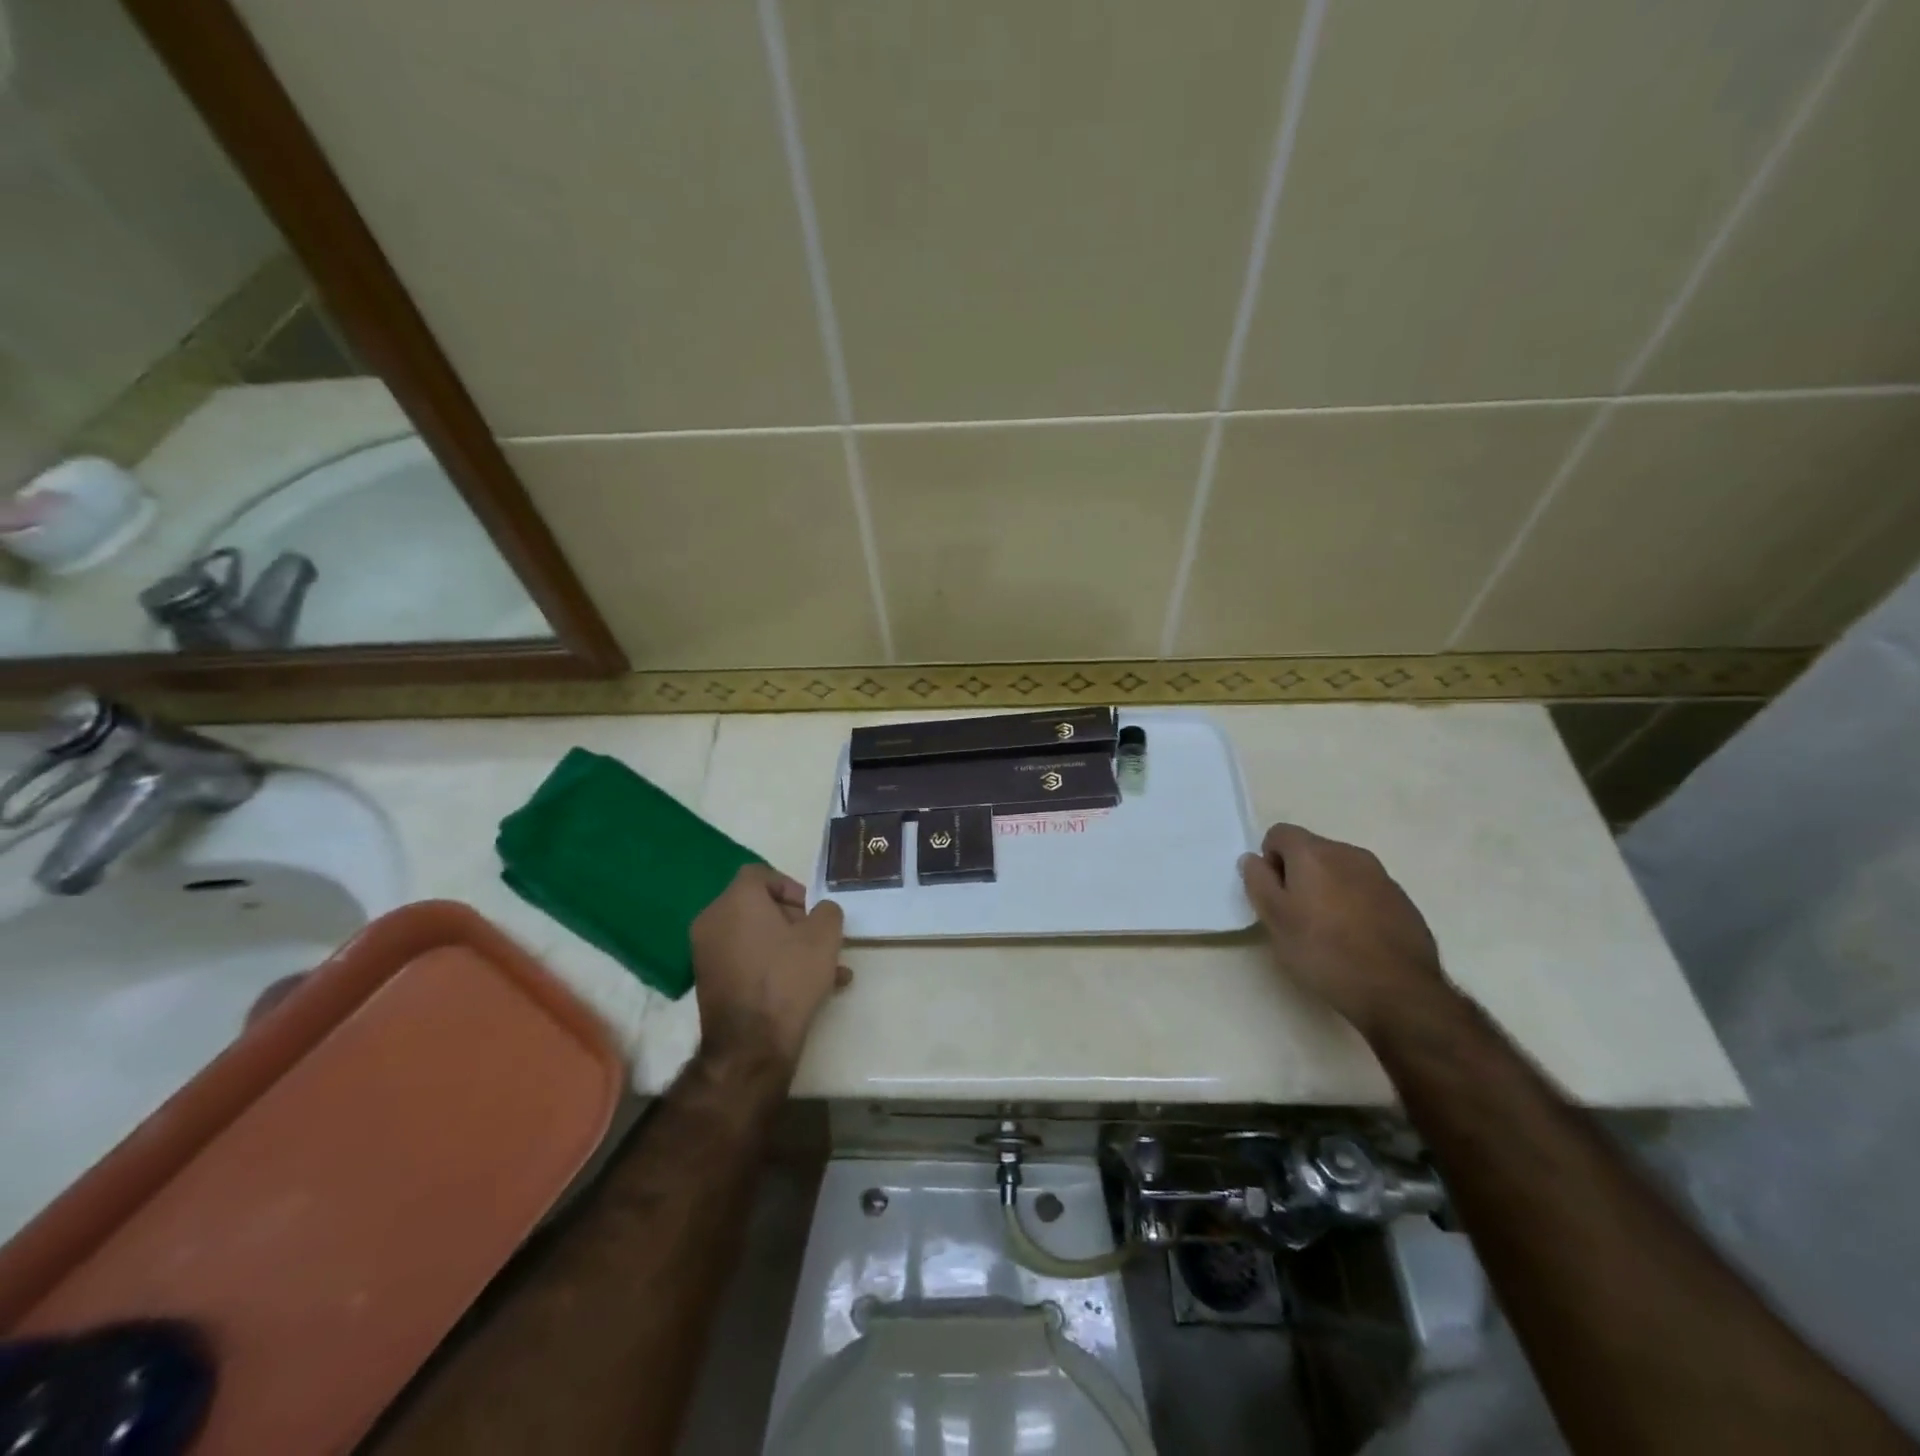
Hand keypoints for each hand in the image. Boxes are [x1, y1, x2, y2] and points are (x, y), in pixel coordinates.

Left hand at [690, 864, 850, 1070]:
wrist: (751, 1043)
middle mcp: (713, 920)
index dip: (791, 887)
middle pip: (756, 905)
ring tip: (823, 970)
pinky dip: (770, 966)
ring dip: (787, 946)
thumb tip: (819, 912)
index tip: (811, 911)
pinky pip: (745, 960)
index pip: (760, 874)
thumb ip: (827, 911)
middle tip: (817, 939)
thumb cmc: (788, 977)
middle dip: (792, 919)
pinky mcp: (708, 981)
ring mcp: (706, 953)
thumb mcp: (825, 936)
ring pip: (754, 936)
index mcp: (736, 900)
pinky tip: (805, 990)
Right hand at [1239, 823, 1448, 1039]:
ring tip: (1327, 930)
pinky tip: (1356, 939)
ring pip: (1340, 870)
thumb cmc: (1324, 951)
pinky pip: (1365, 889)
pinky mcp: (1402, 900)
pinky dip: (1354, 904)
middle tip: (1296, 915)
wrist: (1398, 991)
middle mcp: (1349, 853)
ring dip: (1327, 888)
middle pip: (1311, 850)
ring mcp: (1381, 875)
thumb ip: (1258, 881)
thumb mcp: (1274, 919)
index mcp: (1314, 853)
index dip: (1269, 860)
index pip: (1279, 833)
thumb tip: (1253, 859)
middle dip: (1298, 874)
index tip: (1274, 895)